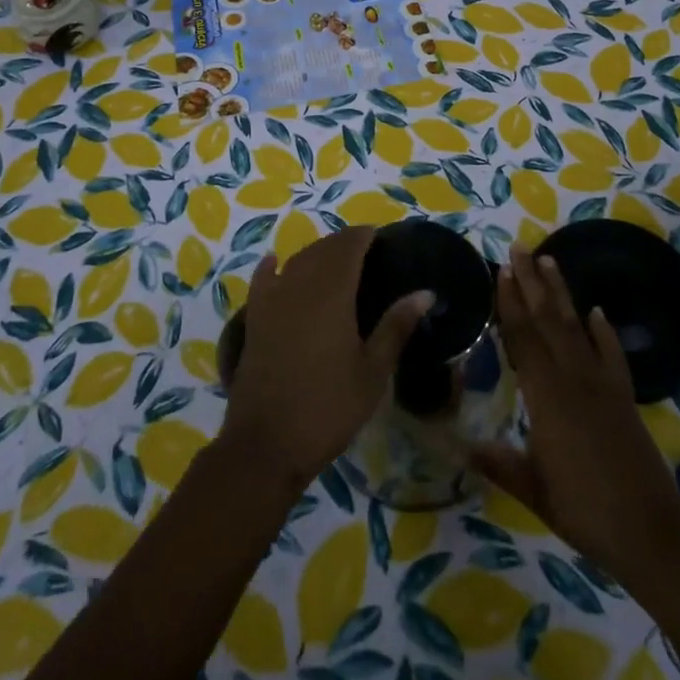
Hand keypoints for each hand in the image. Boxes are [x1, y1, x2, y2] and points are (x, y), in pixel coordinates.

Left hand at [221, 224, 430, 491]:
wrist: (267, 443)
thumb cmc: (329, 407)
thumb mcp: (373, 371)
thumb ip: (396, 326)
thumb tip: (426, 292)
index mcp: (332, 292)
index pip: (348, 246)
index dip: (364, 236)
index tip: (381, 237)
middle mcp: (300, 284)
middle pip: (322, 249)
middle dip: (343, 243)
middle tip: (365, 250)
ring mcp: (272, 299)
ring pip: (296, 261)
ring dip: (315, 253)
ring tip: (334, 260)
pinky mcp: (254, 318)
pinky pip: (263, 280)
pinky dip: (272, 267)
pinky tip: (276, 262)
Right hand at [470, 244, 679, 585]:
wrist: (649, 531)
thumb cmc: (583, 509)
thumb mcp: (533, 489)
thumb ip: (499, 462)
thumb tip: (461, 445)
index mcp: (545, 395)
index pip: (522, 337)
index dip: (509, 303)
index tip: (501, 270)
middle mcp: (572, 377)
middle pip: (547, 320)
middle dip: (531, 283)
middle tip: (520, 248)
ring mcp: (601, 383)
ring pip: (576, 327)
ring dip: (561, 293)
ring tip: (549, 261)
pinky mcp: (623, 395)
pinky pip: (611, 353)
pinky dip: (604, 330)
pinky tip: (596, 311)